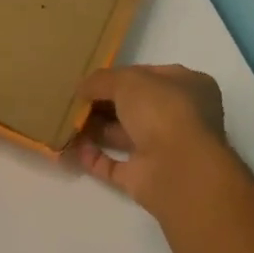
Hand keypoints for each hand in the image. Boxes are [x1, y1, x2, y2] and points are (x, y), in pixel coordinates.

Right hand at [74, 64, 231, 218]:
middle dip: (102, 103)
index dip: (118, 75)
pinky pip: (114, 164)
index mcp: (188, 87)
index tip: (90, 78)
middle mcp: (179, 117)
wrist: (180, 169)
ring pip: (123, 135)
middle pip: (134, 106)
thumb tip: (82, 88)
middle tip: (73, 100)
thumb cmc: (162, 111)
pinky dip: (93, 156)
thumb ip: (101, 80)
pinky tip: (71, 147)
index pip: (148, 76)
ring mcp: (163, 149)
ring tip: (65, 121)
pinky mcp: (146, 177)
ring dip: (95, 128)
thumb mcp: (127, 80)